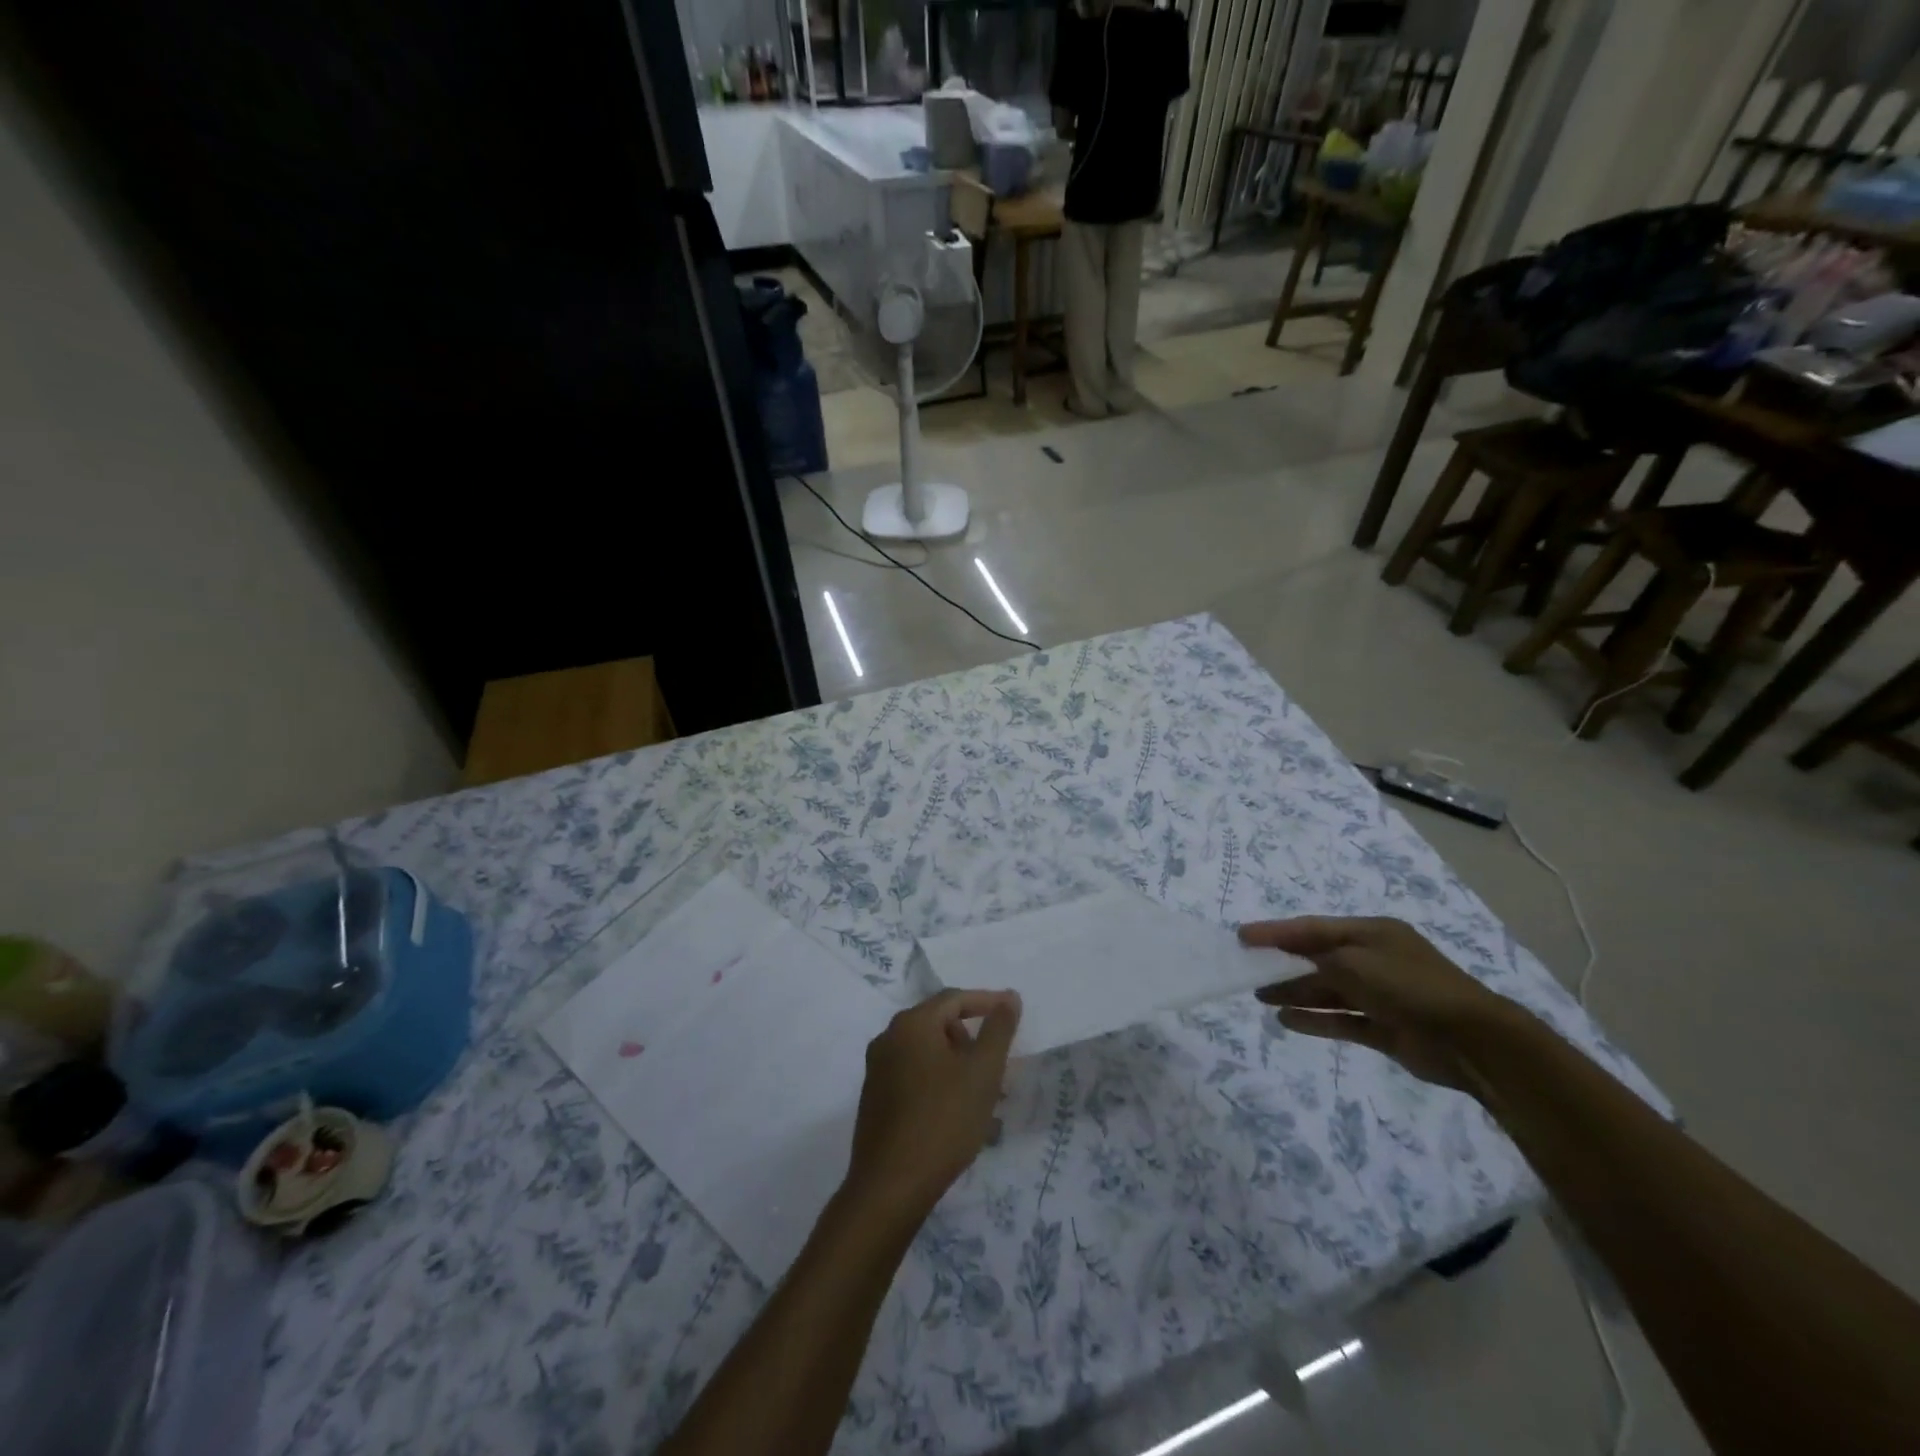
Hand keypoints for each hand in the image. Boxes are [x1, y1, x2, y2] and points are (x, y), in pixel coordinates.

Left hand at [846, 988, 1020, 1219]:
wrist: (890, 1187)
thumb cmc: (943, 1121)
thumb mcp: (983, 1072)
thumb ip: (999, 1030)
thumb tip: (1009, 997)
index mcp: (911, 1025)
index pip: (954, 999)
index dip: (986, 1002)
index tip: (1012, 1011)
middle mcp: (888, 1039)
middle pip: (938, 1024)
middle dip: (971, 1039)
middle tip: (997, 1064)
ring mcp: (877, 1071)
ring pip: (928, 1054)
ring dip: (958, 1066)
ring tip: (985, 1097)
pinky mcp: (875, 1100)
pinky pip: (915, 1077)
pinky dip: (940, 1084)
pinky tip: (959, 1115)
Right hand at [1238, 917, 1522, 1092]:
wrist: (1473, 1041)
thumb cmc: (1410, 986)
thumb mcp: (1355, 963)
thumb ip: (1316, 963)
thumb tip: (1288, 972)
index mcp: (1372, 933)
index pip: (1313, 928)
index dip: (1276, 931)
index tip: (1243, 936)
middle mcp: (1375, 960)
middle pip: (1319, 958)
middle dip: (1283, 963)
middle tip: (1247, 968)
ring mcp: (1381, 995)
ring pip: (1328, 990)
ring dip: (1295, 992)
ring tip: (1261, 997)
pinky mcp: (1385, 1028)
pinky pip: (1341, 1019)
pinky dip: (1315, 1019)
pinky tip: (1287, 1020)